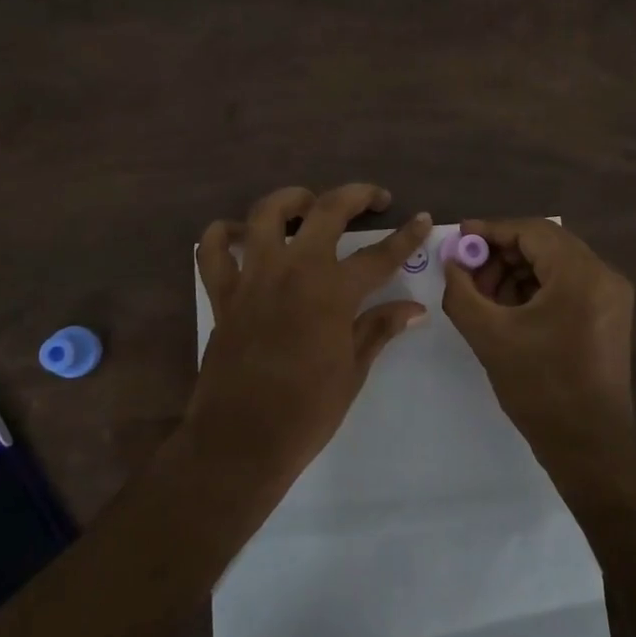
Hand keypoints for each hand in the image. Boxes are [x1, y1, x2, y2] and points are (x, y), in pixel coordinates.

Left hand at [190, 184, 430, 484]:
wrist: (241, 441)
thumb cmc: (307, 411)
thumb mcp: (353, 370)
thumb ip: (379, 328)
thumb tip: (414, 308)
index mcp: (332, 292)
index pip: (379, 254)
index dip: (406, 236)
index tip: (421, 219)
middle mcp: (292, 271)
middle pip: (325, 211)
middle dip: (355, 195)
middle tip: (374, 199)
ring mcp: (252, 277)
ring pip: (265, 213)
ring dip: (290, 200)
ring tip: (307, 205)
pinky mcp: (222, 293)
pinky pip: (213, 249)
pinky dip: (224, 234)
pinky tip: (243, 236)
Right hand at [442, 218, 635, 489]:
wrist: (588, 446)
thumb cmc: (539, 388)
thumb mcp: (489, 335)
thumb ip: (462, 291)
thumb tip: (451, 262)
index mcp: (581, 275)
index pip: (532, 232)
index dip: (491, 231)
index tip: (459, 238)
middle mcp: (604, 276)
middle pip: (546, 244)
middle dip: (502, 254)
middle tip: (468, 272)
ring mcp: (611, 296)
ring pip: (556, 264)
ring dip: (517, 272)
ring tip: (484, 296)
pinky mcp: (609, 316)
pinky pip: (567, 285)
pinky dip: (536, 289)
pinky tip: (509, 309)